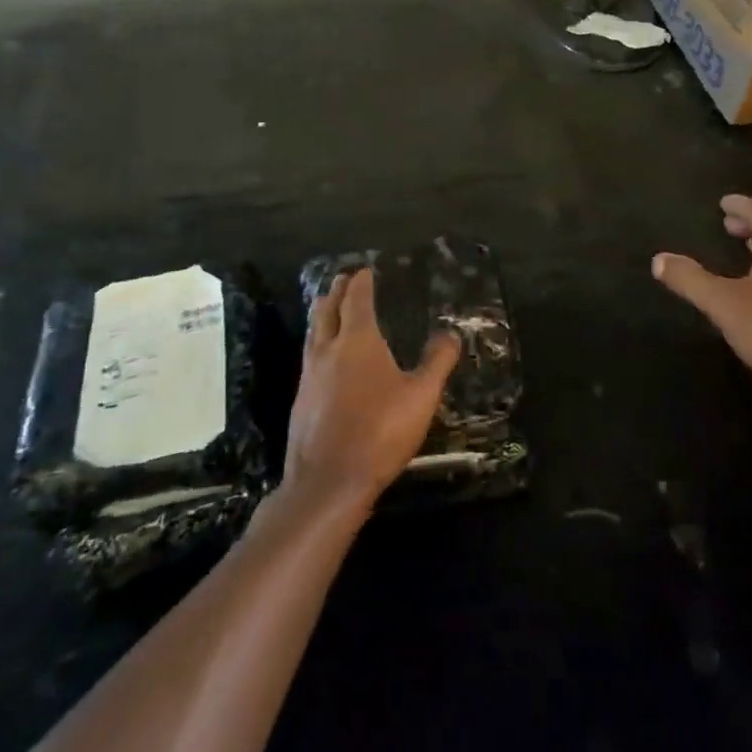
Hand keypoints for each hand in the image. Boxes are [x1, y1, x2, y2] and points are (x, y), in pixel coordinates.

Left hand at [283, 269, 460, 518]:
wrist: (328, 481)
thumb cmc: (380, 432)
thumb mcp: (421, 397)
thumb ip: (437, 362)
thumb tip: (450, 333)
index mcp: (358, 341)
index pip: (356, 300)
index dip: (361, 283)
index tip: (364, 270)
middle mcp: (328, 350)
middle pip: (327, 310)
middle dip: (335, 292)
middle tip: (341, 280)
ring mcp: (309, 375)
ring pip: (312, 333)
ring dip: (321, 314)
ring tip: (326, 307)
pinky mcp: (300, 400)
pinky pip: (308, 357)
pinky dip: (316, 342)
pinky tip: (323, 358)